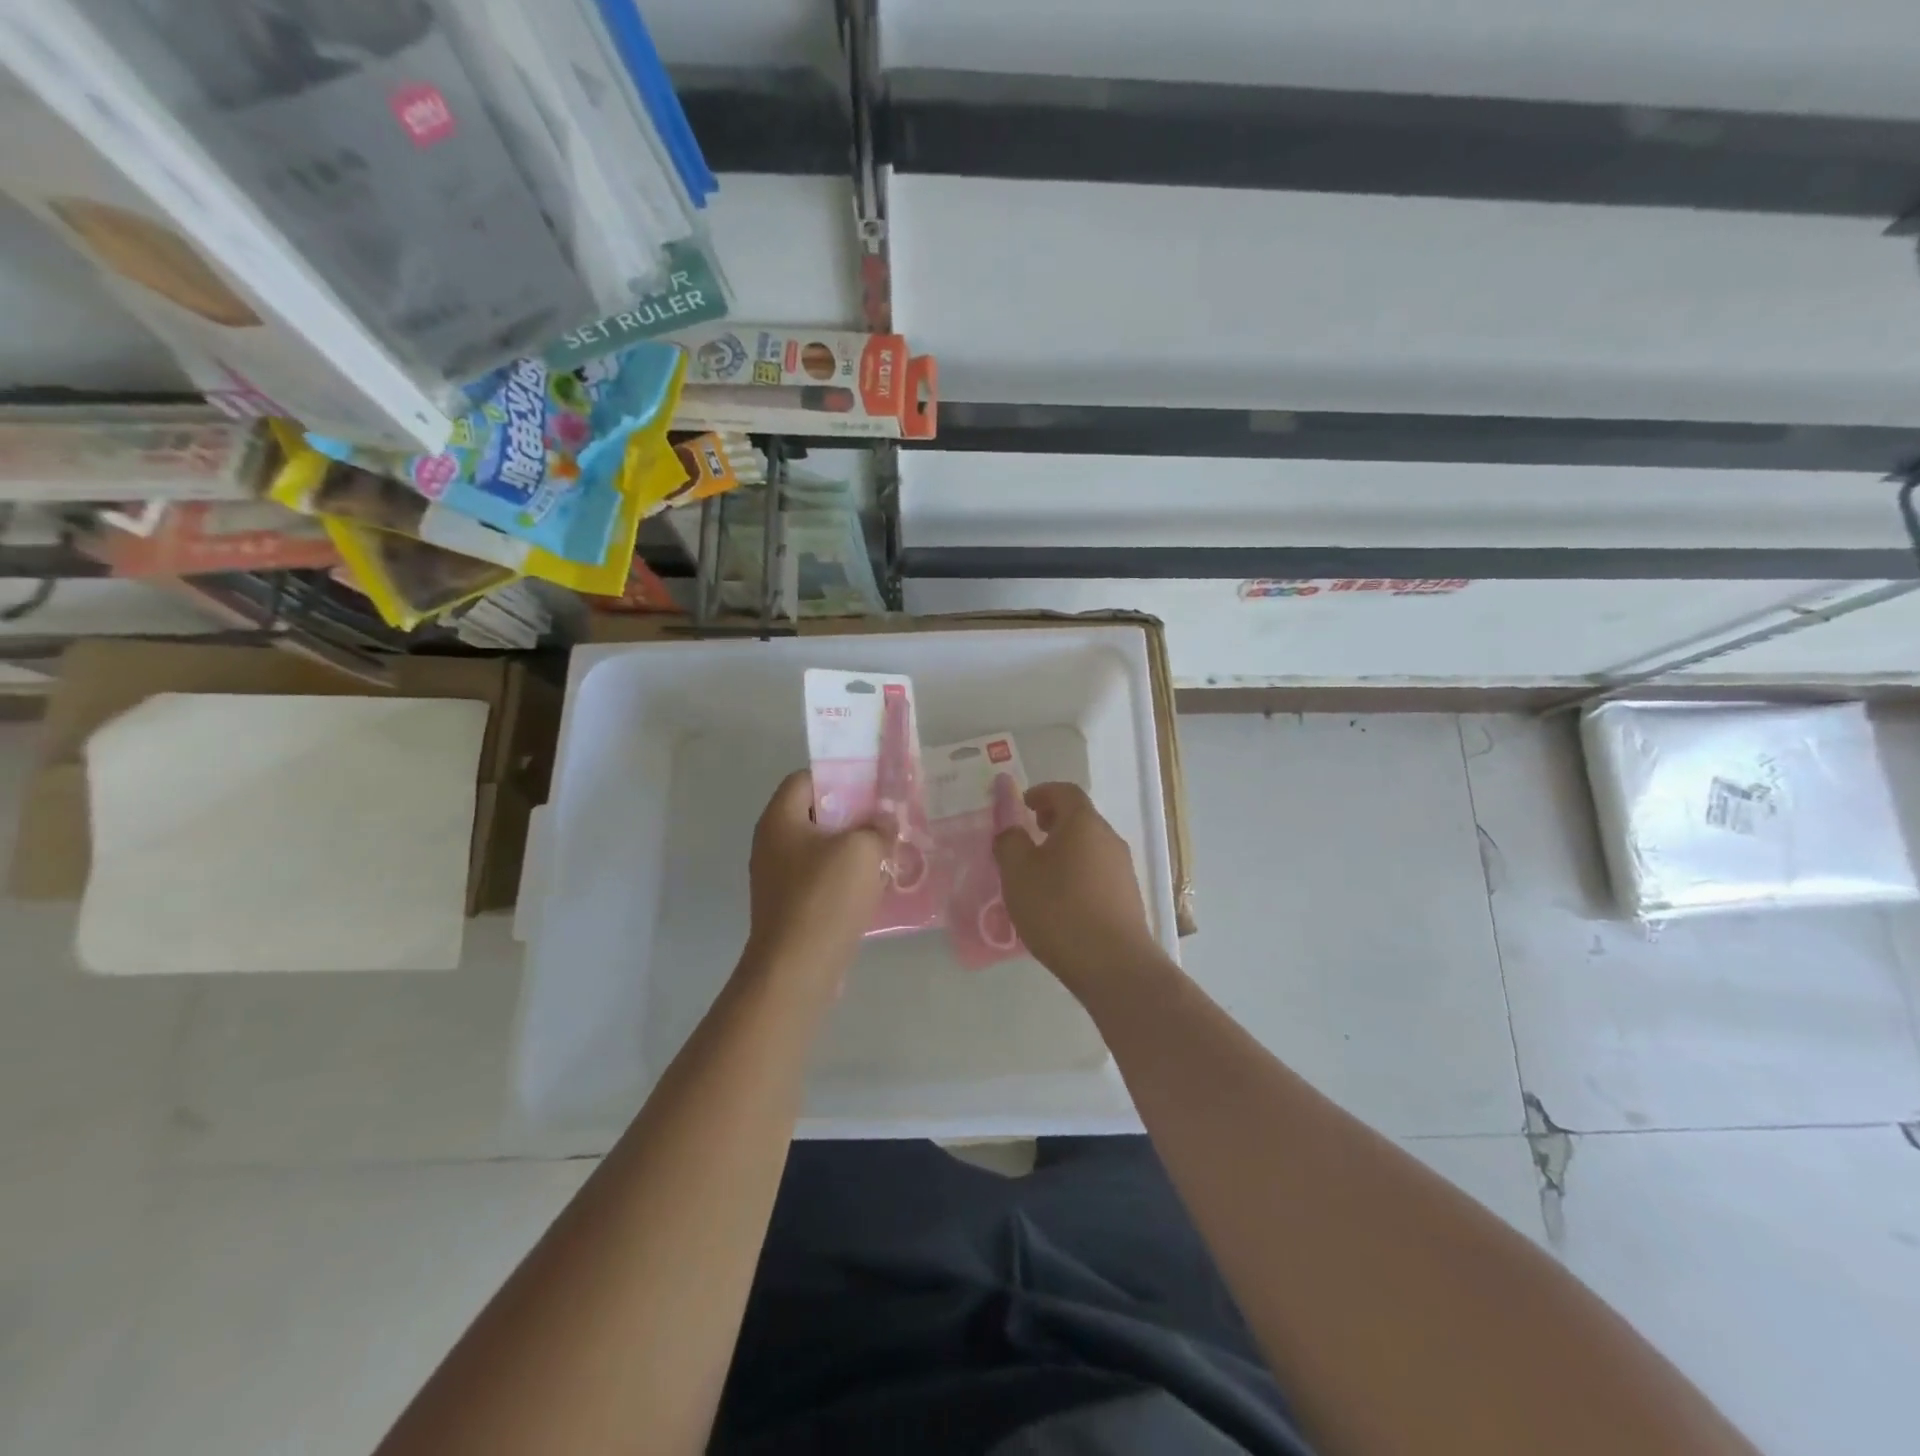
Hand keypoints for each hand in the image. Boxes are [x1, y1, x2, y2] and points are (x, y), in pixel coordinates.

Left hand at [743, 770, 889, 1003]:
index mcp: (779, 819)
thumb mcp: (862, 850)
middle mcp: (771, 843)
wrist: (796, 969)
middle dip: (852, 814)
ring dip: (852, 848)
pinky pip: (820, 878)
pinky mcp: (789, 906)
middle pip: (814, 813)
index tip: (873, 786)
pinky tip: (872, 885)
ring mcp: (777, 877)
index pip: (805, 778)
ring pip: (820, 848)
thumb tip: (884, 820)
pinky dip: (844, 876)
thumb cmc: (825, 898)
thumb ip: (877, 826)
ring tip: (886, 851)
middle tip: (886, 819)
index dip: (839, 776)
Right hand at [992, 780, 1162, 990]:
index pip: (1064, 791)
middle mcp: (1108, 838)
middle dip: (1052, 821)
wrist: (1113, 964)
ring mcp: (1123, 868)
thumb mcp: (1018, 873)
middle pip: (1080, 818)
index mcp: (1083, 823)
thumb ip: (1009, 841)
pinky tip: (1061, 900)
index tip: (1022, 805)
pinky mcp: (1128, 897)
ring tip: (1040, 872)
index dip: (1041, 792)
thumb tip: (1010, 826)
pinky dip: (1077, 872)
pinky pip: (1097, 872)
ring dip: (1065, 849)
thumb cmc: (1059, 909)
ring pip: (1089, 846)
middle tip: (1029, 835)